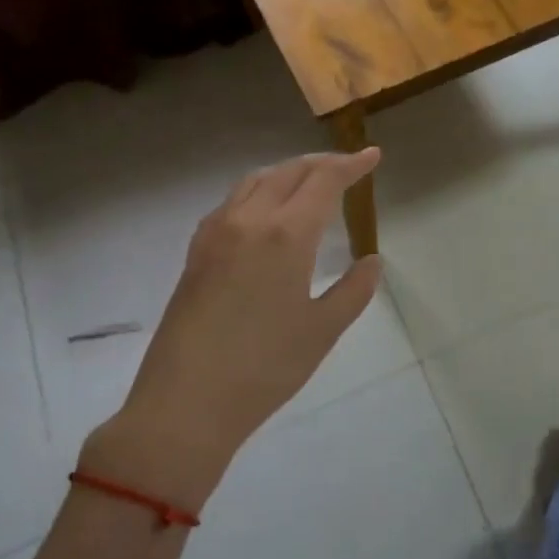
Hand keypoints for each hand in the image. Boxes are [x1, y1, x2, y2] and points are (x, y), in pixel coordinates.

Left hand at [82, 150, 382, 505]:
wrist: (185, 403)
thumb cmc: (264, 368)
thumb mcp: (323, 331)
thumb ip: (354, 290)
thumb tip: (372, 261)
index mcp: (286, 235)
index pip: (324, 180)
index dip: (351, 164)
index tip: (373, 155)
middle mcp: (249, 220)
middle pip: (289, 171)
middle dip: (322, 163)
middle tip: (348, 167)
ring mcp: (216, 233)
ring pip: (256, 180)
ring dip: (289, 171)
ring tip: (310, 181)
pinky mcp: (196, 251)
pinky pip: (233, 200)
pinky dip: (260, 189)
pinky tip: (267, 211)